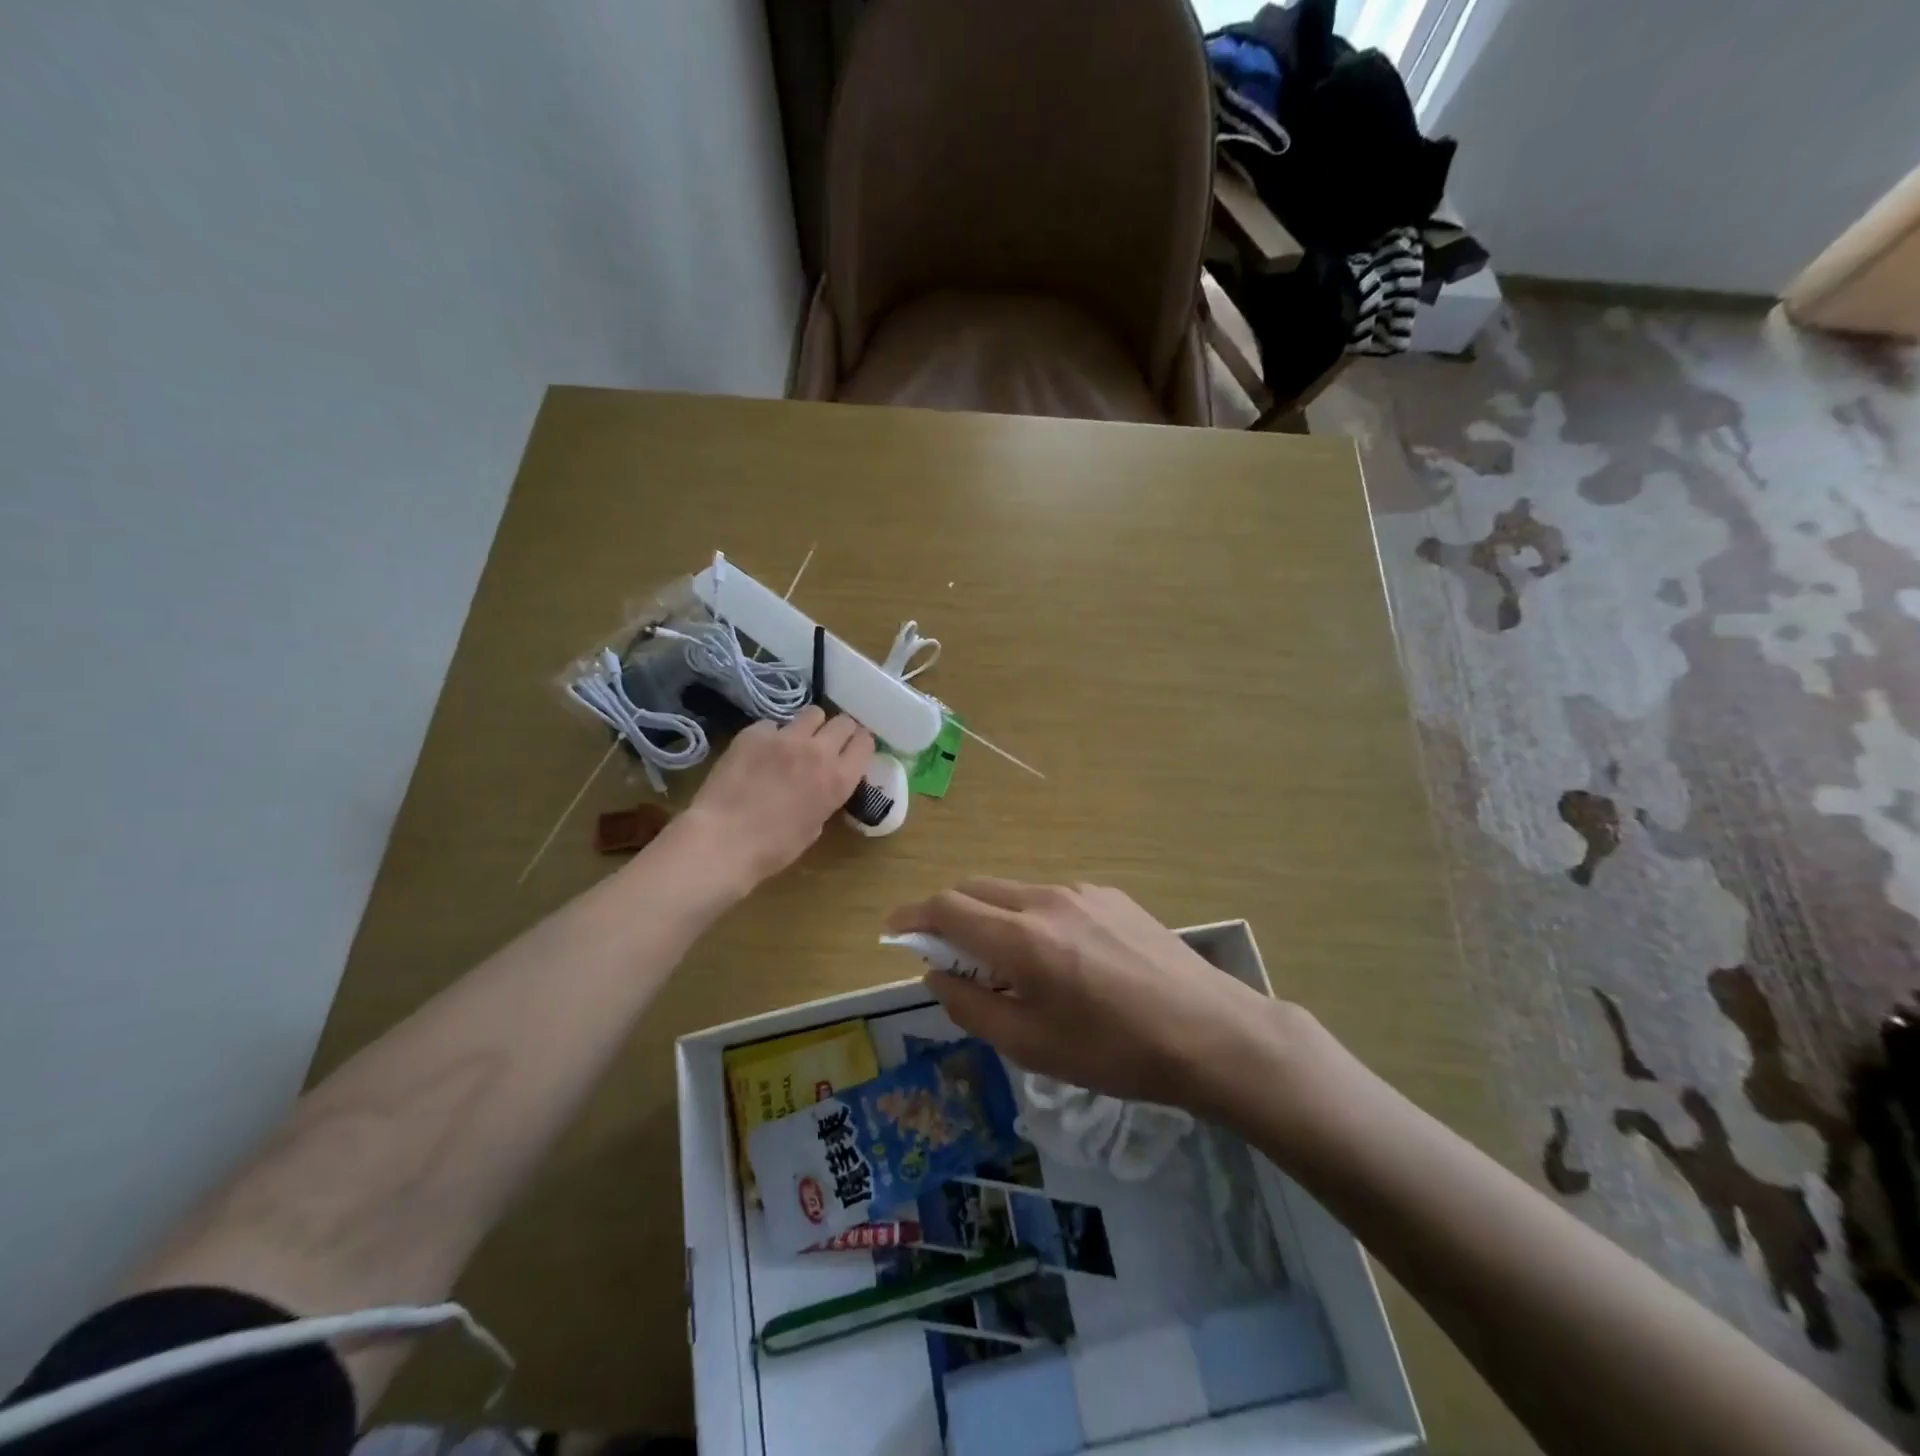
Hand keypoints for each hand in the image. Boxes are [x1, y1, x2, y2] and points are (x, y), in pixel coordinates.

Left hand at [681, 707, 873, 888]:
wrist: (723, 840)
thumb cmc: (773, 848)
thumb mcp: (814, 827)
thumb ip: (826, 797)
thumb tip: (821, 785)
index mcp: (839, 779)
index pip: (865, 742)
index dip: (859, 745)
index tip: (851, 751)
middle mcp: (818, 751)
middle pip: (843, 722)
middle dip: (838, 732)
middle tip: (826, 745)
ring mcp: (786, 737)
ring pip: (812, 713)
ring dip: (809, 727)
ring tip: (795, 742)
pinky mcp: (755, 732)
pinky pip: (773, 725)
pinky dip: (771, 736)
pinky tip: (759, 753)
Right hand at [885, 879, 1293, 1114]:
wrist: (1212, 1032)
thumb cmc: (1116, 1052)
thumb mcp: (1033, 1046)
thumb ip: (972, 1007)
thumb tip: (937, 975)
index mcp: (1022, 938)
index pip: (947, 908)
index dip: (913, 916)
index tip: (894, 931)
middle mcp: (1047, 900)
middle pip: (977, 890)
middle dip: (950, 915)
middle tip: (950, 959)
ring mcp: (1083, 892)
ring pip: (1015, 894)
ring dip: (994, 919)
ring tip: (1013, 969)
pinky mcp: (1112, 896)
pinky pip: (1053, 900)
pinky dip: (1033, 920)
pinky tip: (1064, 961)